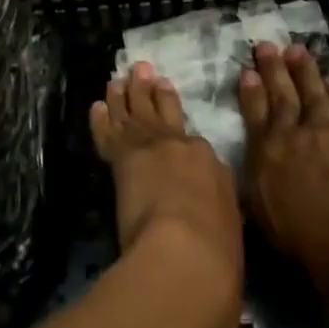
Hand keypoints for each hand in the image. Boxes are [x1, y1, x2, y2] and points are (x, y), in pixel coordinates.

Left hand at [91, 62, 242, 327]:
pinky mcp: (124, 159)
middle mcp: (183, 147)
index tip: (174, 112)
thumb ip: (220, 221)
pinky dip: (103, 119)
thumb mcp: (231, 234)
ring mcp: (152, 148)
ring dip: (126, 95)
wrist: (186, 253)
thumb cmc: (218, 256)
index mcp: (212, 166)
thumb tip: (216, 228)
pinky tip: (97, 105)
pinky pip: (110, 133)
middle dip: (152, 92)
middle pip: (164, 112)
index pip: (195, 145)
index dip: (183, 130)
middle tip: (143, 71)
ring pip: (135, 114)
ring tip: (119, 79)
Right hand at [240, 42, 328, 310]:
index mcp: (264, 168)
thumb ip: (269, 215)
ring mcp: (322, 133)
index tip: (246, 73)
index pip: (254, 123)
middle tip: (266, 46)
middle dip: (272, 71)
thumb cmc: (318, 249)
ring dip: (303, 71)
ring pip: (310, 94)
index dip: (250, 96)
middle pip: (280, 98)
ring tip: (296, 50)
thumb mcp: (279, 240)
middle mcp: (289, 141)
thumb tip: (261, 208)